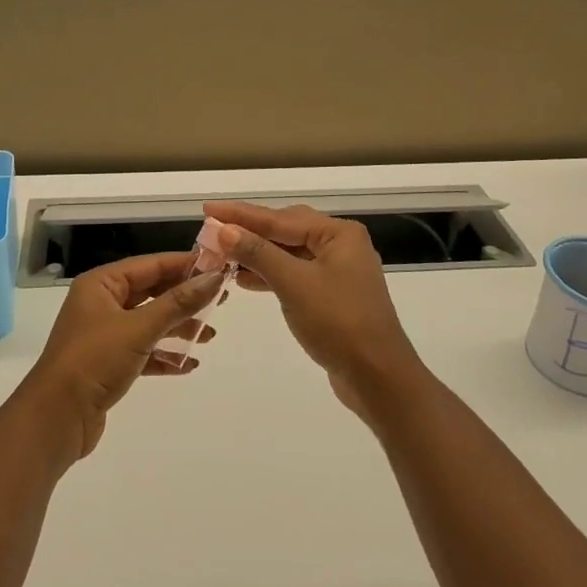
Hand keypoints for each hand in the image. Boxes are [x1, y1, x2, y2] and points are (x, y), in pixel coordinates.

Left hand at [18, 253, 222, 461]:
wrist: (55, 419)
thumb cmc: (94, 361)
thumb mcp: (139, 328)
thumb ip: (179, 303)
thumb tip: (215, 277)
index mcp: (101, 284)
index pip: (151, 265)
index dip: (185, 265)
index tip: (219, 266)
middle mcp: (101, 304)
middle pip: (151, 292)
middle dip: (185, 298)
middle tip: (221, 301)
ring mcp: (103, 335)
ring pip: (149, 322)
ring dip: (178, 328)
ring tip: (210, 336)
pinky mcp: (108, 364)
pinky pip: (143, 351)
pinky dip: (164, 355)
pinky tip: (189, 364)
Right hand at [203, 202, 422, 419]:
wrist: (378, 378)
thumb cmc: (338, 323)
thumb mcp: (294, 284)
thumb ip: (258, 253)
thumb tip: (224, 229)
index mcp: (338, 234)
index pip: (279, 218)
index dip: (240, 214)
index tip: (208, 208)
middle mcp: (341, 245)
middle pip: (285, 230)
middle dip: (248, 232)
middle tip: (212, 231)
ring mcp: (338, 271)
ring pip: (289, 253)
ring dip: (257, 254)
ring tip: (221, 255)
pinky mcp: (332, 296)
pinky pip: (294, 274)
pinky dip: (270, 274)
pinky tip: (244, 279)